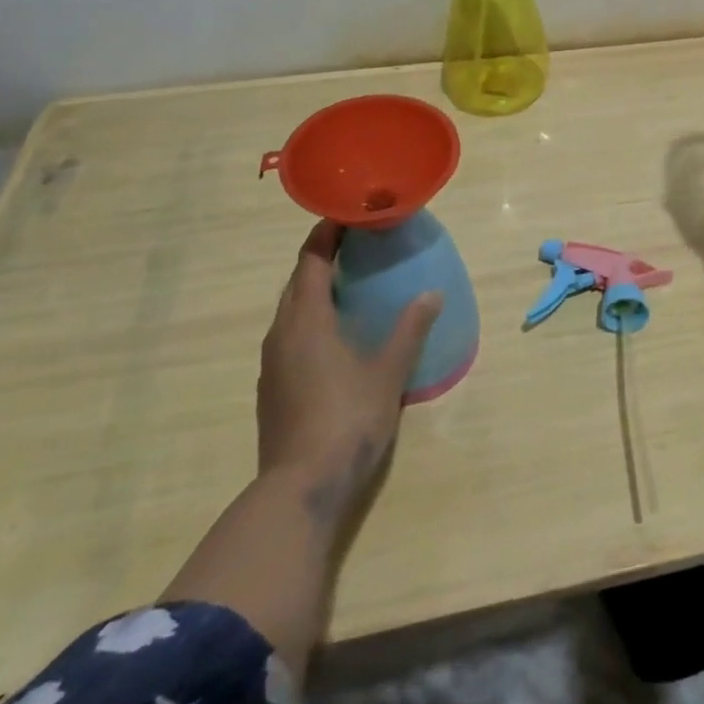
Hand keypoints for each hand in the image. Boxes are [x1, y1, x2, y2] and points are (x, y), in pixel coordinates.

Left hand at [258, 221, 442, 520]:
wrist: (300, 489)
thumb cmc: (347, 419)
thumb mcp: (388, 372)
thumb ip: (409, 329)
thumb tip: (431, 295)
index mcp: (306, 320)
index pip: (311, 260)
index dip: (327, 233)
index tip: (349, 215)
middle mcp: (281, 334)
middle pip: (297, 282)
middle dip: (322, 257)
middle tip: (357, 244)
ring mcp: (273, 363)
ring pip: (290, 311)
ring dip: (315, 289)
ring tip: (349, 284)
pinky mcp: (272, 388)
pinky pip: (289, 335)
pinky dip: (310, 319)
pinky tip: (335, 335)